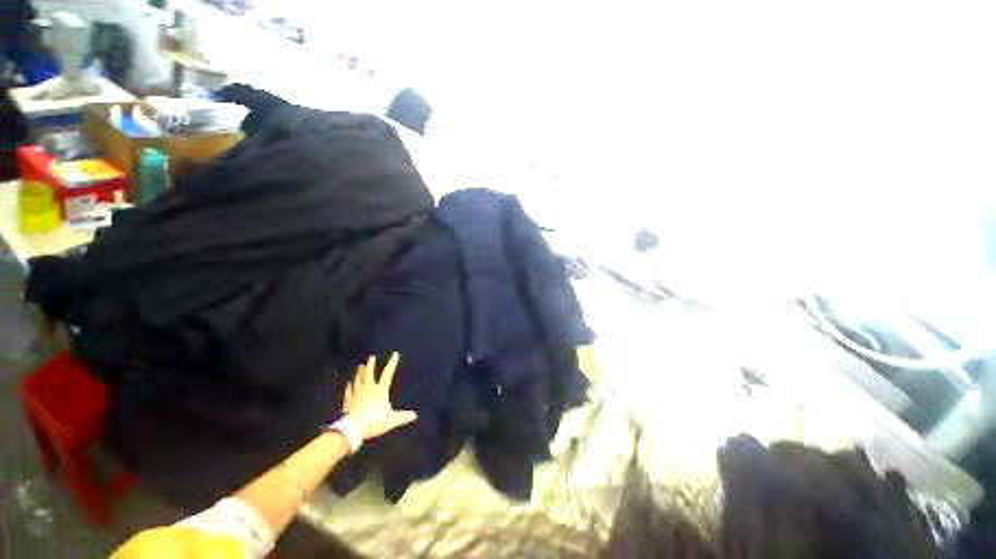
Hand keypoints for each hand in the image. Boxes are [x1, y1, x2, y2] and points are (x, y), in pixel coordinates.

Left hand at [342, 352, 417, 439]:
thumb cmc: (374, 421)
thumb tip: (414, 415)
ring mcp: (357, 394)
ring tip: (361, 366)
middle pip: (369, 374)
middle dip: (371, 365)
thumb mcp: (391, 420)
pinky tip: (348, 384)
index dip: (392, 363)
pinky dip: (349, 387)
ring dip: (360, 373)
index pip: (387, 373)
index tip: (395, 354)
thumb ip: (403, 417)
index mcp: (380, 390)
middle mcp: (368, 389)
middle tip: (371, 357)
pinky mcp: (348, 402)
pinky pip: (348, 392)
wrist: (353, 429)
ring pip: (358, 380)